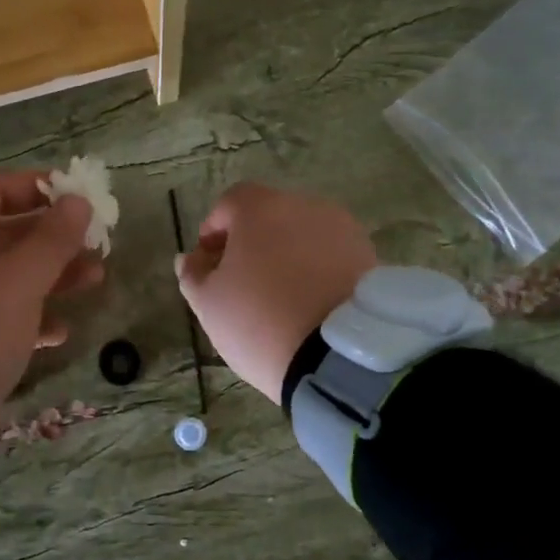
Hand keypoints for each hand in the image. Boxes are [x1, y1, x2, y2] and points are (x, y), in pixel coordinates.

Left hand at [0, 172, 99, 438]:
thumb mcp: (21, 279)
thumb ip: (54, 238)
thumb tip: (78, 200)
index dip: (38, 189)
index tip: (77, 195)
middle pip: (4, 236)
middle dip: (53, 240)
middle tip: (96, 243)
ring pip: (4, 277)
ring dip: (49, 277)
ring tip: (95, 280)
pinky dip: (27, 317)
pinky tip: (59, 332)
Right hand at [176, 183, 375, 403]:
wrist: (340, 356)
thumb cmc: (260, 320)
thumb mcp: (209, 304)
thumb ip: (194, 275)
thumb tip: (190, 259)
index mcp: (260, 208)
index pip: (229, 203)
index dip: (214, 231)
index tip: (208, 264)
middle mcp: (304, 206)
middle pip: (269, 216)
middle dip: (251, 243)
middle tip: (241, 283)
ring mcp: (342, 229)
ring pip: (302, 235)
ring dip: (286, 255)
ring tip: (279, 297)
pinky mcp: (369, 256)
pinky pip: (330, 256)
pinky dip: (315, 270)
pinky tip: (309, 304)